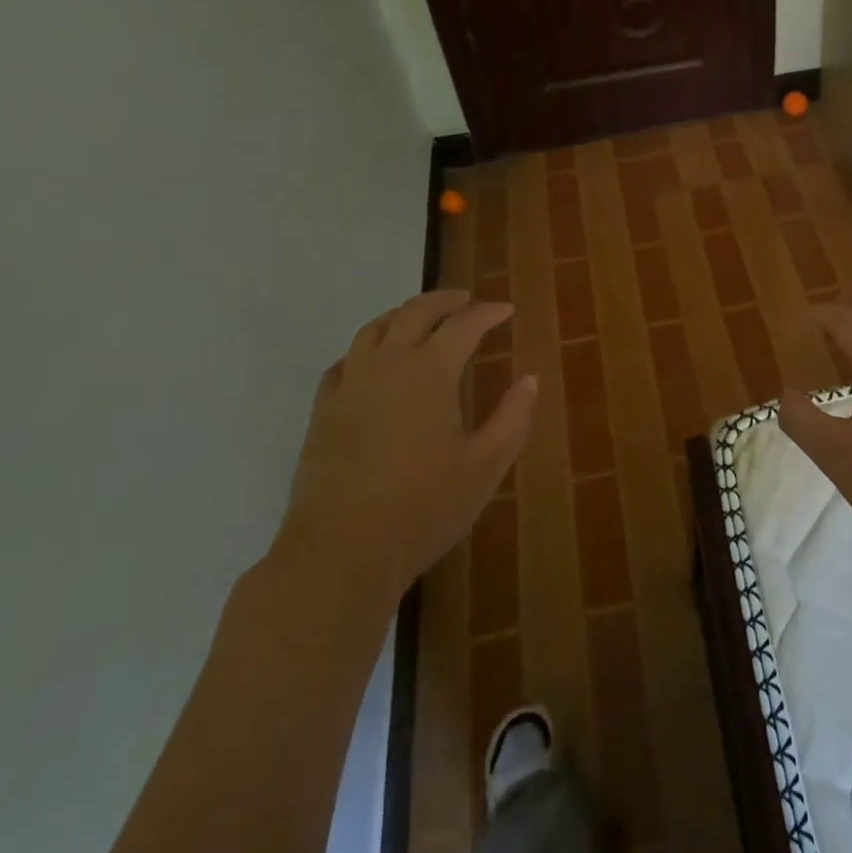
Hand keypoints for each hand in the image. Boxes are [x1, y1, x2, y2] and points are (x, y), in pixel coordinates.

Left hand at [272, 290, 536, 599]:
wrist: (340, 553)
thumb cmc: (423, 508)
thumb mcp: (485, 466)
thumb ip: (513, 418)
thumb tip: (529, 380)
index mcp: (429, 372)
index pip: (463, 325)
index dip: (487, 313)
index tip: (506, 310)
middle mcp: (387, 365)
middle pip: (413, 313)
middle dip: (443, 300)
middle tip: (465, 300)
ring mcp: (349, 386)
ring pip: (373, 330)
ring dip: (400, 315)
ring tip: (419, 319)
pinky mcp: (322, 412)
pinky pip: (343, 363)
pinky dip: (364, 350)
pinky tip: (370, 363)